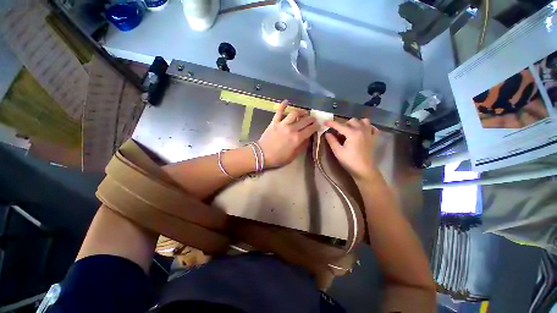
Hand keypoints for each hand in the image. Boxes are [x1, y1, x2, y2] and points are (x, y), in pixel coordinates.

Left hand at [258, 100, 319, 167]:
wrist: (262, 155)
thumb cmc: (278, 157)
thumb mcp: (293, 156)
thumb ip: (302, 146)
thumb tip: (308, 138)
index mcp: (297, 138)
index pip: (310, 129)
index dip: (316, 126)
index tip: (318, 125)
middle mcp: (291, 129)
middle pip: (304, 120)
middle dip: (311, 119)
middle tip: (313, 119)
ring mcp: (282, 124)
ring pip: (294, 113)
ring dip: (301, 111)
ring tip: (304, 113)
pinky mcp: (274, 122)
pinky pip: (279, 112)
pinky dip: (282, 105)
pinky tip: (286, 101)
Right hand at [324, 118, 379, 180]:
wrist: (364, 170)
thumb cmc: (350, 161)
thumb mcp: (338, 151)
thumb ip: (332, 141)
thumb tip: (327, 133)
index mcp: (352, 133)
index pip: (339, 125)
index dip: (331, 123)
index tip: (325, 122)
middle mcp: (362, 130)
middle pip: (351, 121)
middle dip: (343, 124)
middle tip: (338, 133)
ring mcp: (369, 133)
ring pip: (363, 121)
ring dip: (355, 123)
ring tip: (350, 130)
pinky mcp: (374, 138)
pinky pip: (372, 127)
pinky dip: (366, 127)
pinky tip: (362, 132)